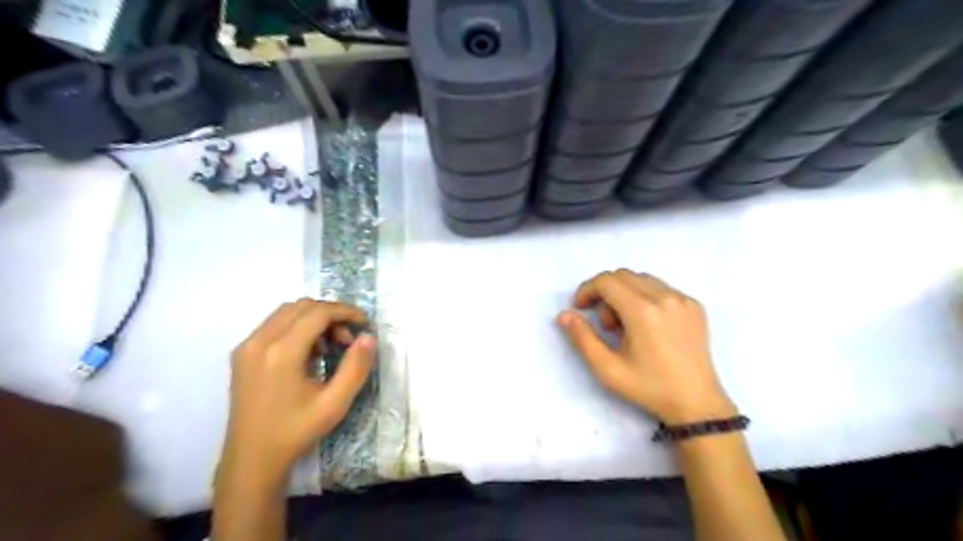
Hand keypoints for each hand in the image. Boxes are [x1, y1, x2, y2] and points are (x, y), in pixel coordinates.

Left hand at [219, 298, 375, 491]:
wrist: (251, 459)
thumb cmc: (296, 432)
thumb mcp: (335, 403)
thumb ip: (356, 367)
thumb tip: (368, 337)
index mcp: (282, 352)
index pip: (318, 313)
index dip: (346, 312)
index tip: (364, 324)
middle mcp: (260, 341)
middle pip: (302, 306)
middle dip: (331, 314)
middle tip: (348, 339)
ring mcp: (247, 346)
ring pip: (286, 312)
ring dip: (314, 319)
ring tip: (328, 346)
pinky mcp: (241, 354)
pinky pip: (273, 324)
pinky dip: (296, 326)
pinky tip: (307, 352)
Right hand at [561, 268, 734, 425]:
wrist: (696, 403)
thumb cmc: (648, 388)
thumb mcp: (607, 368)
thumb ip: (582, 338)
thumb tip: (564, 315)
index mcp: (643, 312)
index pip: (607, 281)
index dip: (587, 290)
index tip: (580, 308)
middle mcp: (665, 297)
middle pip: (623, 276)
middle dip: (605, 293)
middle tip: (606, 325)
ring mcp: (683, 299)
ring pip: (642, 280)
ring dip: (625, 294)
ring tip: (626, 327)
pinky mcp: (694, 305)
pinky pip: (661, 288)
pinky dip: (645, 298)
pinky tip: (647, 326)